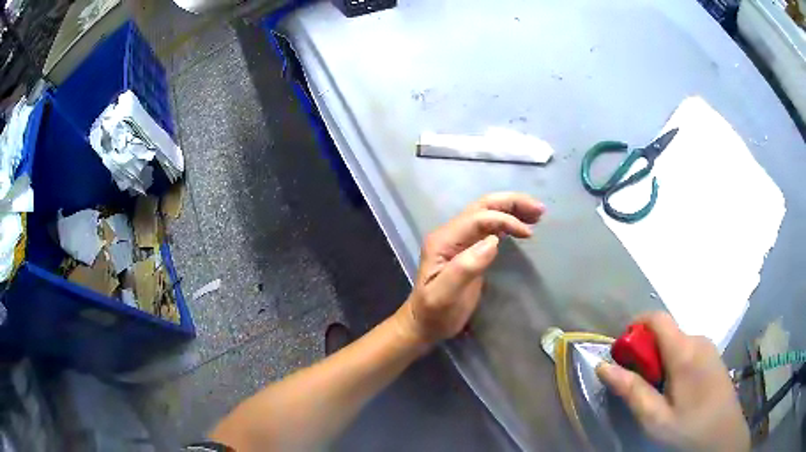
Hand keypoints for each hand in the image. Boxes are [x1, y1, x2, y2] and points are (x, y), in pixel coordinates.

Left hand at [395, 192, 544, 344]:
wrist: (423, 324)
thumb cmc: (434, 313)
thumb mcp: (445, 295)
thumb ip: (465, 268)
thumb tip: (493, 241)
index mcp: (444, 240)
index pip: (477, 218)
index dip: (505, 220)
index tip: (528, 234)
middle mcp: (451, 233)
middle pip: (483, 206)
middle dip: (512, 203)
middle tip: (540, 210)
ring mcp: (459, 239)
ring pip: (488, 212)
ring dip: (512, 208)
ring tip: (538, 214)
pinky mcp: (469, 248)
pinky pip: (489, 226)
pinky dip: (508, 221)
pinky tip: (523, 225)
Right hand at [597, 312, 749, 451]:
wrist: (723, 434)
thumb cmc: (689, 427)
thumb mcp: (655, 418)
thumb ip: (631, 390)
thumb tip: (603, 366)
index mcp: (685, 351)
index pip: (657, 318)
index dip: (635, 327)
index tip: (623, 354)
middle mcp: (698, 339)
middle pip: (665, 332)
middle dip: (645, 352)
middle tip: (639, 384)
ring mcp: (708, 346)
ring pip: (675, 341)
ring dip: (660, 359)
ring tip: (658, 392)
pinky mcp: (713, 355)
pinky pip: (687, 348)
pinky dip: (673, 362)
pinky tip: (676, 390)